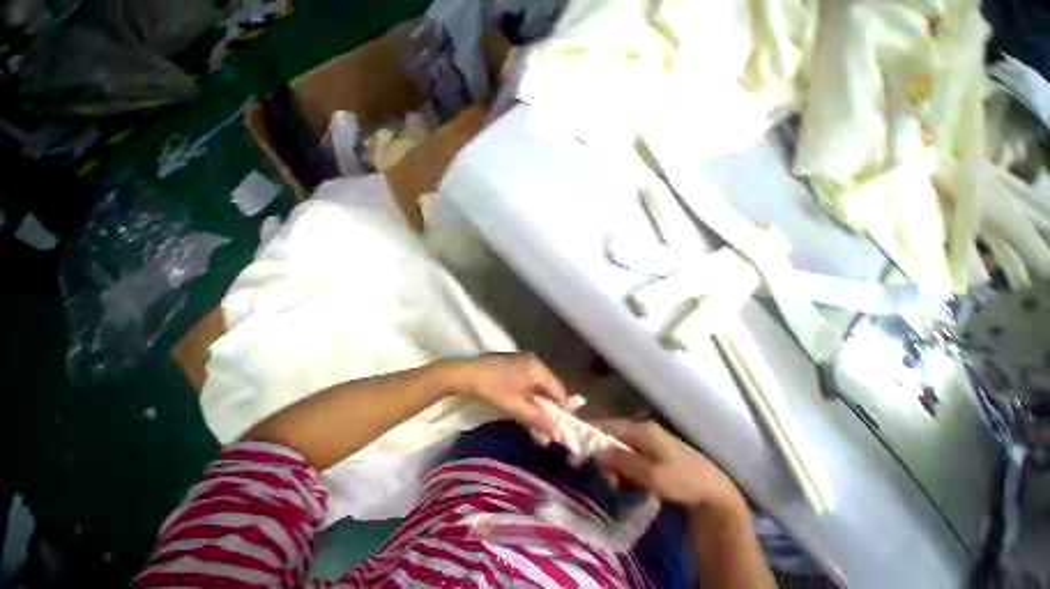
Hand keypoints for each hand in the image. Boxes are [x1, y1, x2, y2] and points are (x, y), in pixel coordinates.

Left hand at [446, 353, 568, 436]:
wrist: (466, 372)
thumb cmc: (493, 388)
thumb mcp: (515, 405)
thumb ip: (537, 418)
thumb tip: (556, 432)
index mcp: (538, 368)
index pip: (559, 390)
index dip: (561, 408)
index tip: (558, 425)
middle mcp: (534, 360)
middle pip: (549, 384)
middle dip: (549, 403)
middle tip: (544, 421)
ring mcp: (523, 358)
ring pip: (538, 381)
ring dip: (538, 397)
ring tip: (532, 412)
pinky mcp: (513, 360)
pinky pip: (529, 376)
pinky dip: (529, 389)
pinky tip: (521, 399)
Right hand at [593, 419, 744, 511]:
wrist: (714, 491)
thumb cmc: (682, 481)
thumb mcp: (651, 476)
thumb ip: (622, 462)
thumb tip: (594, 452)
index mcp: (640, 429)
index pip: (606, 425)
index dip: (590, 435)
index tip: (577, 451)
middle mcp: (642, 428)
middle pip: (611, 436)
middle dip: (604, 456)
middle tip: (606, 479)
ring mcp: (648, 439)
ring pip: (620, 447)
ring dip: (614, 465)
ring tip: (619, 485)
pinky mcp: (653, 450)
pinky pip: (630, 455)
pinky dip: (625, 468)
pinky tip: (630, 483)